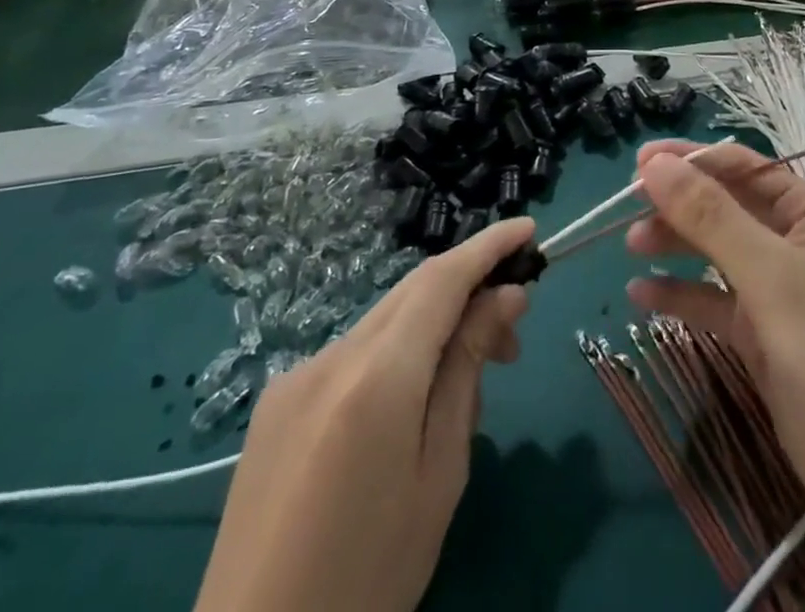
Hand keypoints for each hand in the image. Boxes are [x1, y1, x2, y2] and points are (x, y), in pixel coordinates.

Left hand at [194, 217, 534, 611]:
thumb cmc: (369, 578)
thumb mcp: (440, 474)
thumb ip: (468, 371)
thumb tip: (506, 296)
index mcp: (374, 377)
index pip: (442, 279)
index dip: (488, 246)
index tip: (530, 227)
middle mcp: (329, 357)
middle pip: (413, 293)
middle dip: (469, 293)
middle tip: (514, 336)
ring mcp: (294, 378)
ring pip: (384, 324)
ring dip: (433, 331)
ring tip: (466, 391)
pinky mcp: (275, 405)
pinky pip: (352, 356)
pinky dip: (395, 359)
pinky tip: (406, 416)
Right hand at [626, 144, 804, 611]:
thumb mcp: (773, 277)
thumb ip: (713, 218)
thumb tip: (655, 164)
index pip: (746, 168)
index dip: (694, 159)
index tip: (641, 163)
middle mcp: (795, 246)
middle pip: (727, 208)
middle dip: (680, 203)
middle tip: (626, 207)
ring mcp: (778, 294)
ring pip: (717, 254)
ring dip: (676, 245)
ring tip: (630, 246)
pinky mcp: (763, 339)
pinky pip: (713, 304)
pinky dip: (680, 296)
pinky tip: (641, 296)